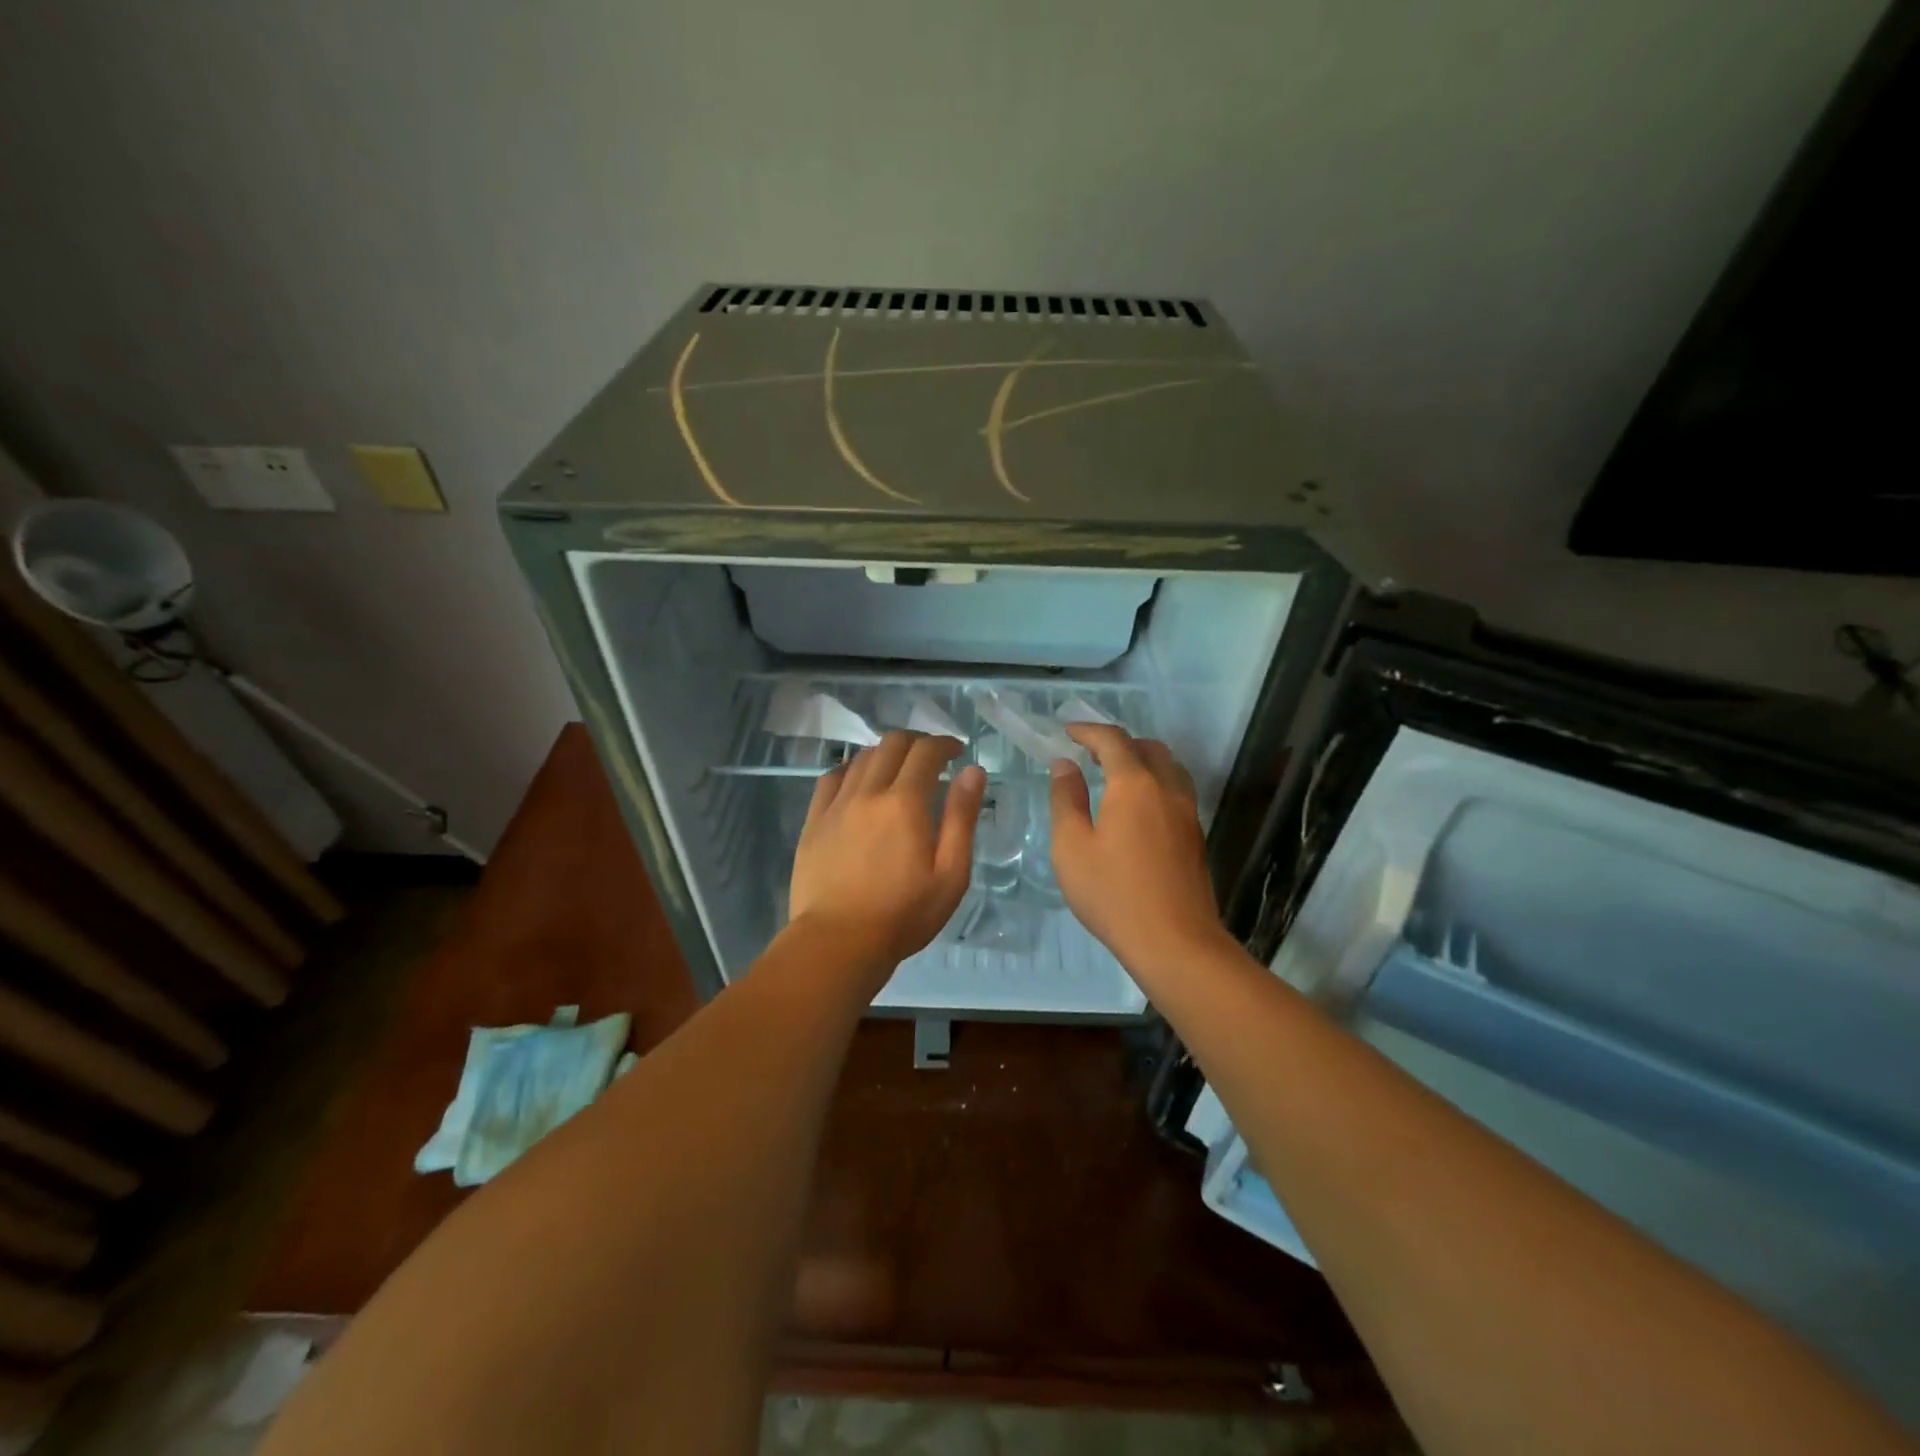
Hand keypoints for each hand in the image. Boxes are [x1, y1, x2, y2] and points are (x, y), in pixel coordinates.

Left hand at [789, 731, 985, 970]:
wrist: (837, 942)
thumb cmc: (903, 914)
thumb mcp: (950, 874)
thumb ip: (961, 818)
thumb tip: (972, 772)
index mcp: (904, 803)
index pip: (926, 752)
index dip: (944, 744)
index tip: (957, 751)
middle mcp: (868, 792)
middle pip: (891, 744)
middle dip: (917, 742)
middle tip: (931, 757)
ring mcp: (836, 805)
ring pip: (861, 757)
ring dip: (886, 753)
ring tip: (899, 770)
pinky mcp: (813, 821)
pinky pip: (831, 778)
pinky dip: (851, 769)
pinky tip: (859, 782)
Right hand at [1049, 724, 1228, 969]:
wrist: (1175, 942)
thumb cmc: (1113, 894)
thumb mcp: (1071, 847)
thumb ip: (1066, 800)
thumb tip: (1064, 766)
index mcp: (1134, 785)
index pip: (1112, 741)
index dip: (1088, 731)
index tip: (1067, 732)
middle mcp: (1167, 789)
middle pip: (1148, 748)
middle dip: (1118, 743)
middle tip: (1090, 755)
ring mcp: (1187, 813)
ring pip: (1169, 768)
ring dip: (1141, 761)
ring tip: (1115, 777)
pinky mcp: (1196, 837)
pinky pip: (1176, 792)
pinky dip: (1155, 784)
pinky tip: (1137, 809)